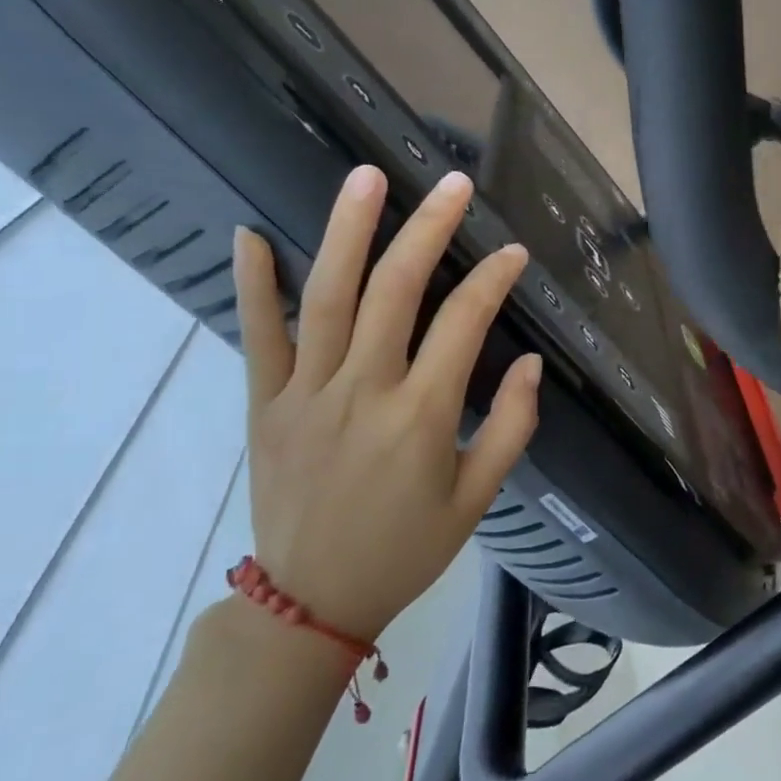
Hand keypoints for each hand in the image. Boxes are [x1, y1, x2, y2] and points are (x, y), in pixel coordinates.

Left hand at [232, 165, 539, 640]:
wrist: (311, 602)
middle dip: (428, 229)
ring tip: (365, 177)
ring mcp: (306, 394)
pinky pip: (258, 336)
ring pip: (327, 296)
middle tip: (450, 183)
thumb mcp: (478, 499)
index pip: (463, 323)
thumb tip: (530, 362)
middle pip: (395, 291)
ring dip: (348, 231)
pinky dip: (254, 284)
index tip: (513, 251)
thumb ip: (512, 427)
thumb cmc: (406, 548)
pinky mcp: (265, 404)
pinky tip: (251, 234)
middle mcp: (363, 392)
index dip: (493, 279)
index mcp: (421, 417)